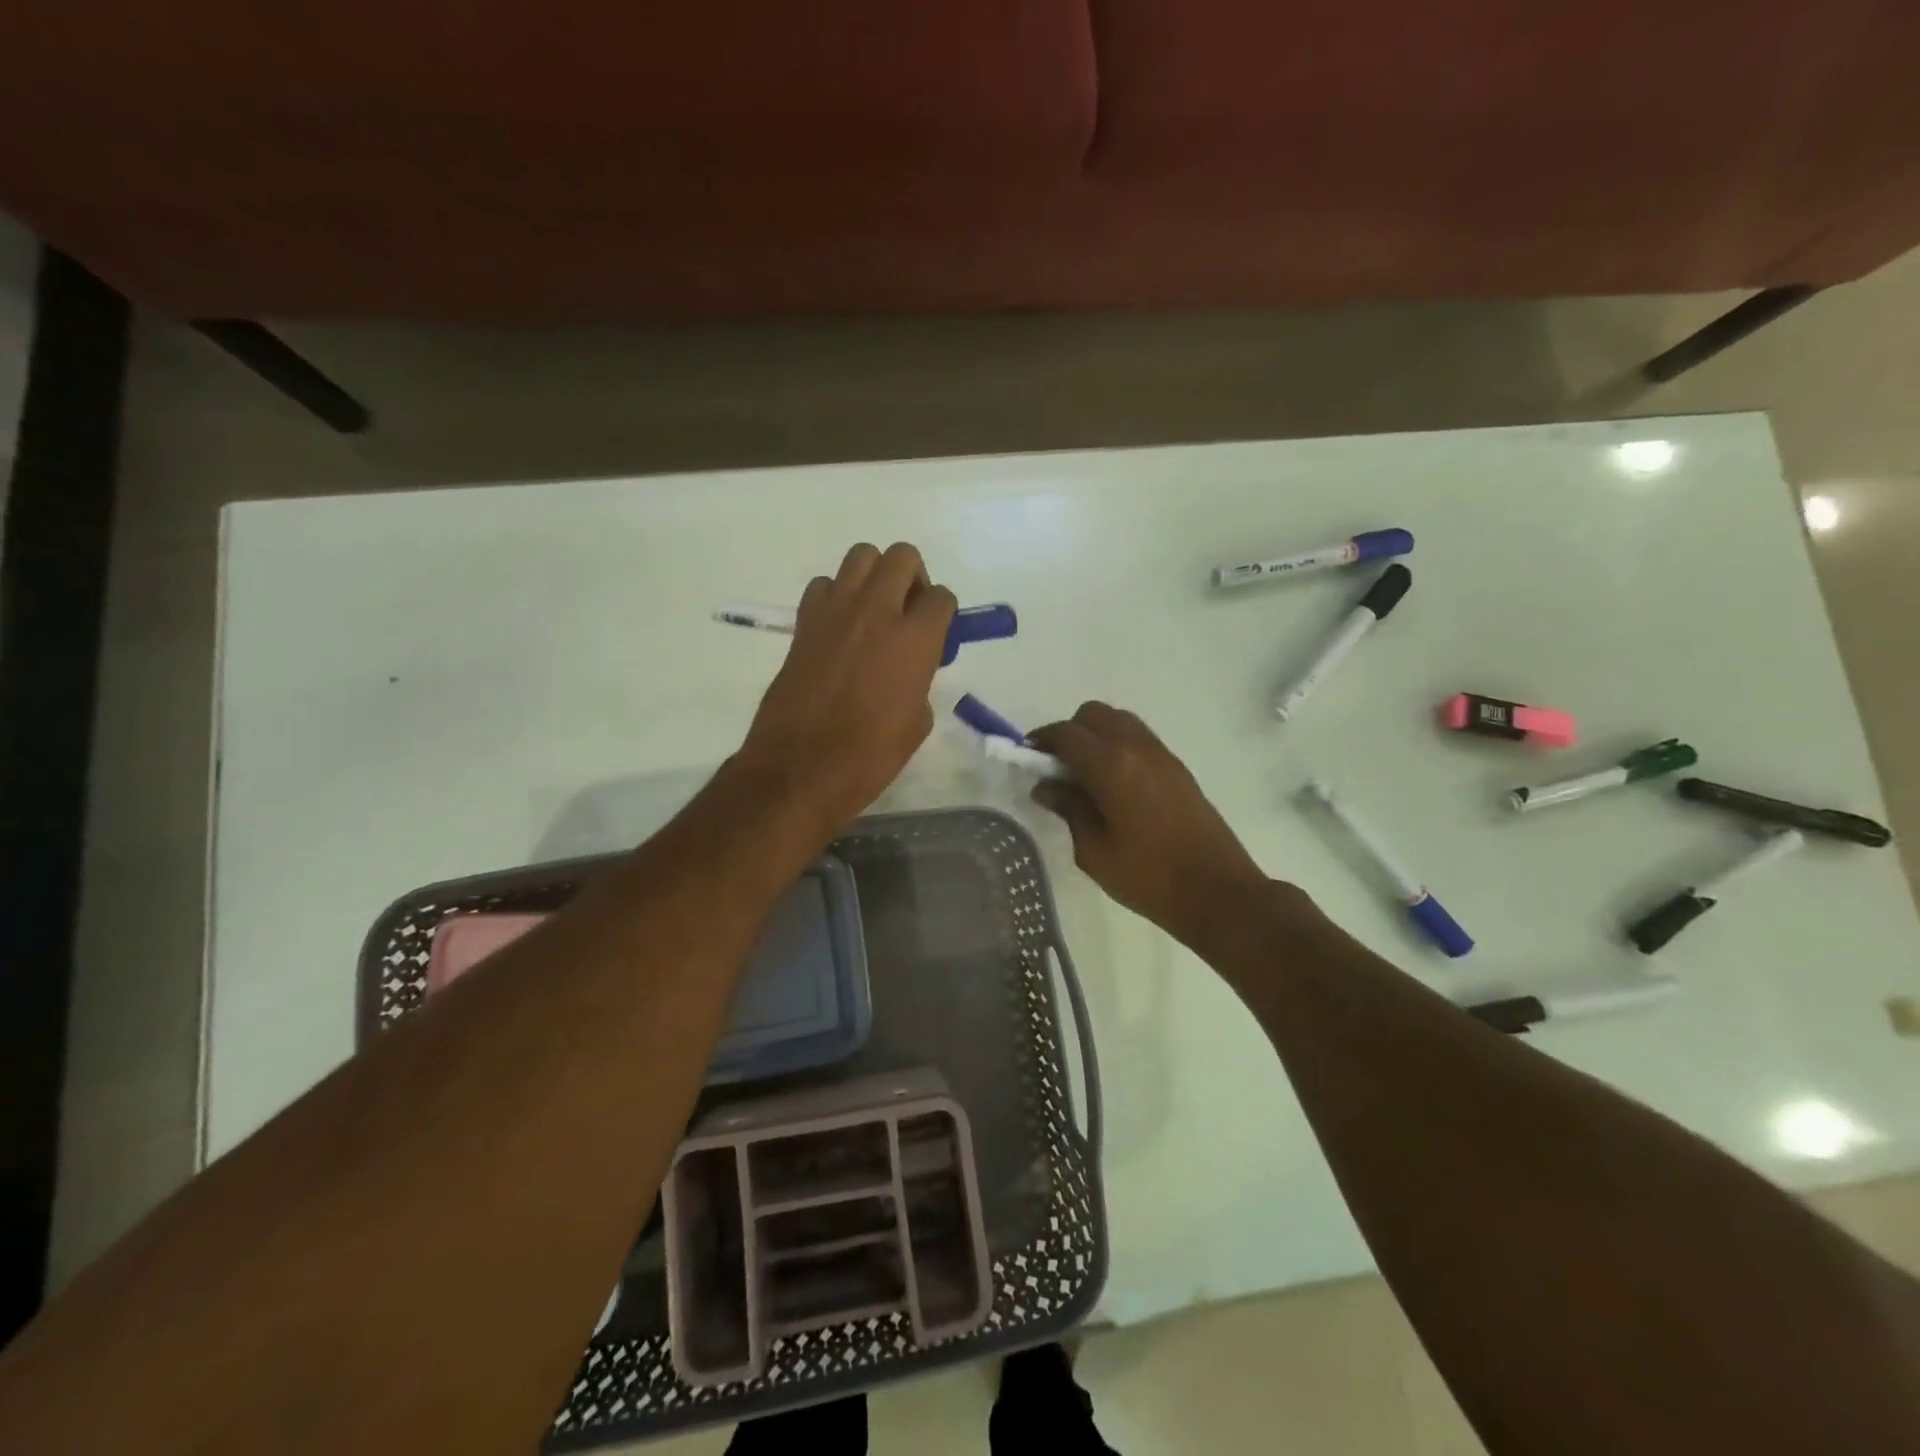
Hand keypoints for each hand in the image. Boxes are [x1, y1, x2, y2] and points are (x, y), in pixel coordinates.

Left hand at [735, 542, 956, 831]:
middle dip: (912, 578)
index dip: (943, 614)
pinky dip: (835, 596)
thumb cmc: (869, 755)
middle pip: (902, 556)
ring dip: (874, 576)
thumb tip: (909, 669)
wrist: (801, 767)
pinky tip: (838, 628)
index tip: (937, 635)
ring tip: (873, 612)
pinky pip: (824, 585)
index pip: (941, 597)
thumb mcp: (917, 722)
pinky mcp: (804, 622)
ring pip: (861, 556)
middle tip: (908, 613)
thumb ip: (920, 680)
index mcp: (914, 638)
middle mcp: (876, 611)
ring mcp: (835, 611)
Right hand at [1028, 703, 1267, 946]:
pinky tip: (1112, 783)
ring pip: (1119, 721)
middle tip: (1057, 767)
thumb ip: (1068, 809)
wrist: (1218, 892)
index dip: (1042, 740)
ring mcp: (1162, 755)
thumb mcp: (1094, 850)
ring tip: (1084, 775)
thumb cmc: (1148, 877)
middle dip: (1070, 732)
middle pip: (1094, 715)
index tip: (1028, 757)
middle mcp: (1137, 748)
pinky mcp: (1177, 768)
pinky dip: (1117, 746)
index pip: (1067, 733)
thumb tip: (1047, 787)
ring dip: (1096, 736)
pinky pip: (1138, 739)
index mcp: (1112, 765)